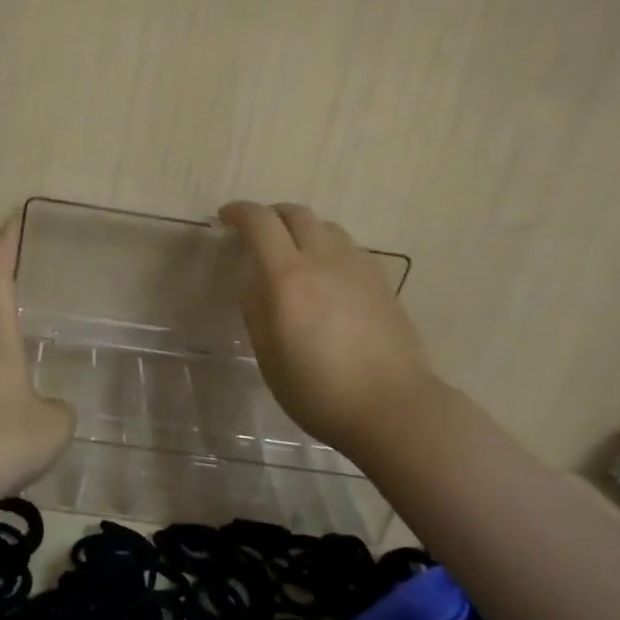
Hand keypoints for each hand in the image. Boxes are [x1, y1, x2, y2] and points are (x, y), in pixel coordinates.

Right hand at [218, 201, 435, 453]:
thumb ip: (256, 312)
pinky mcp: (382, 281)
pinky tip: (327, 277)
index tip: (225, 218)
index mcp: (289, 278)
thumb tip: (252, 283)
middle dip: (271, 215)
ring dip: (302, 230)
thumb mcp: (270, 358)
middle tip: (256, 233)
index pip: (260, 223)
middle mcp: (324, 260)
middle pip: (296, 213)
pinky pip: (348, 248)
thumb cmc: (320, 391)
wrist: (393, 407)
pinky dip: (328, 248)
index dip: (240, 212)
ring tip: (293, 254)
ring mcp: (358, 267)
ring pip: (326, 227)